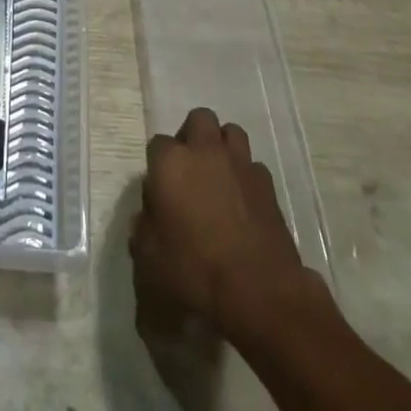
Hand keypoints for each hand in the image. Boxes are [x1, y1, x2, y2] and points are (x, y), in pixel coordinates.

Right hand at [131, 107, 308, 335]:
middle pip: (199, 119)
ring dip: (222, 147)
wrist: (258, 291)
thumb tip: (148, 217)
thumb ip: (143, 229)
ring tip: (218, 177)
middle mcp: (205, 151)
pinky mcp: (267, 185)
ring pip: (230, 132)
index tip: (160, 192)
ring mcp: (240, 164)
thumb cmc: (195, 272)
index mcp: (171, 163)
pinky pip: (253, 166)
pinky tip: (243, 202)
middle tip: (189, 170)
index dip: (157, 166)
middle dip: (193, 137)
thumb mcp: (149, 260)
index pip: (157, 144)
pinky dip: (246, 177)